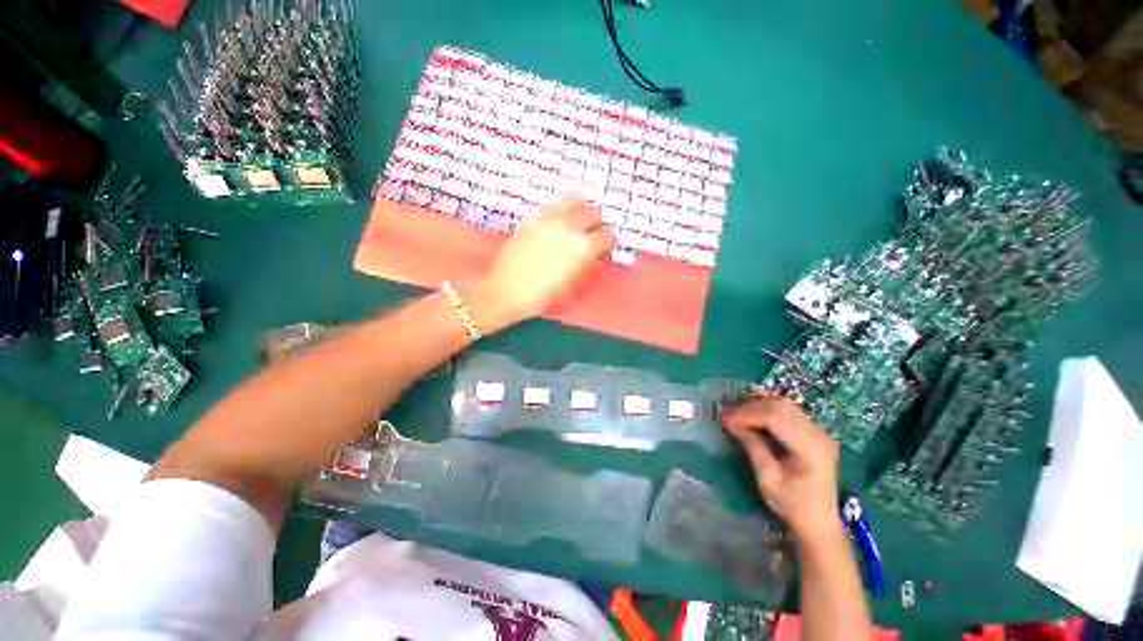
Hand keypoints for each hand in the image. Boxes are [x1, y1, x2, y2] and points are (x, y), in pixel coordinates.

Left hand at [470, 196, 612, 329]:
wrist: (507, 291)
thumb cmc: (542, 295)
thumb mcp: (572, 282)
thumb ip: (586, 261)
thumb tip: (593, 252)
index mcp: (583, 247)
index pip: (607, 235)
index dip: (607, 244)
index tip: (602, 251)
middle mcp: (569, 227)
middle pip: (593, 212)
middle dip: (596, 224)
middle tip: (591, 235)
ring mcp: (549, 219)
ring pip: (575, 199)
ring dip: (580, 209)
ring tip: (576, 222)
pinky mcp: (532, 218)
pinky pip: (554, 205)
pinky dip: (561, 211)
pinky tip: (557, 224)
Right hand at [720, 393, 841, 545]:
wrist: (819, 523)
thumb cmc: (792, 505)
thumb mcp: (768, 477)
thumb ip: (752, 445)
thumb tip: (731, 422)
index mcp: (810, 448)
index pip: (775, 418)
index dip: (747, 413)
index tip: (724, 417)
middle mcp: (819, 435)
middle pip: (781, 407)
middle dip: (750, 406)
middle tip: (726, 411)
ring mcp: (819, 432)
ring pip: (785, 405)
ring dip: (759, 404)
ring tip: (737, 408)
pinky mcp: (815, 434)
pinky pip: (790, 411)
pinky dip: (769, 407)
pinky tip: (753, 409)